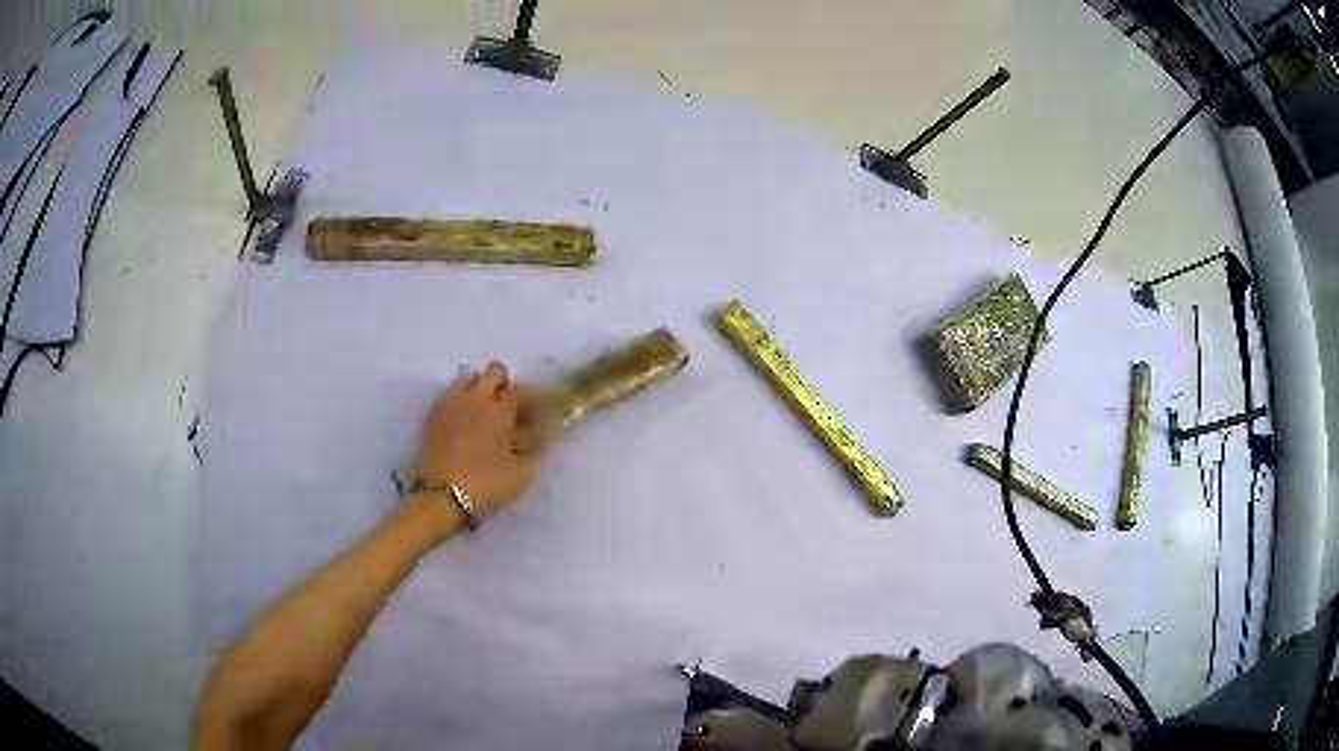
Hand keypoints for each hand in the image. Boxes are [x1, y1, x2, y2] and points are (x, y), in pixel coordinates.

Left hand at [415, 362, 539, 514]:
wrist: (441, 495)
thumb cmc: (485, 484)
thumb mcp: (521, 476)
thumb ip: (538, 455)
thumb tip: (552, 442)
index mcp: (501, 411)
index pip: (518, 388)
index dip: (528, 396)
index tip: (531, 409)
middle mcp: (477, 398)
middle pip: (494, 371)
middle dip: (504, 382)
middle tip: (507, 403)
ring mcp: (452, 402)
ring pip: (469, 377)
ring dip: (480, 385)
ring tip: (482, 407)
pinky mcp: (433, 412)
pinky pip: (450, 391)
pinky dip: (460, 396)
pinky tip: (462, 416)